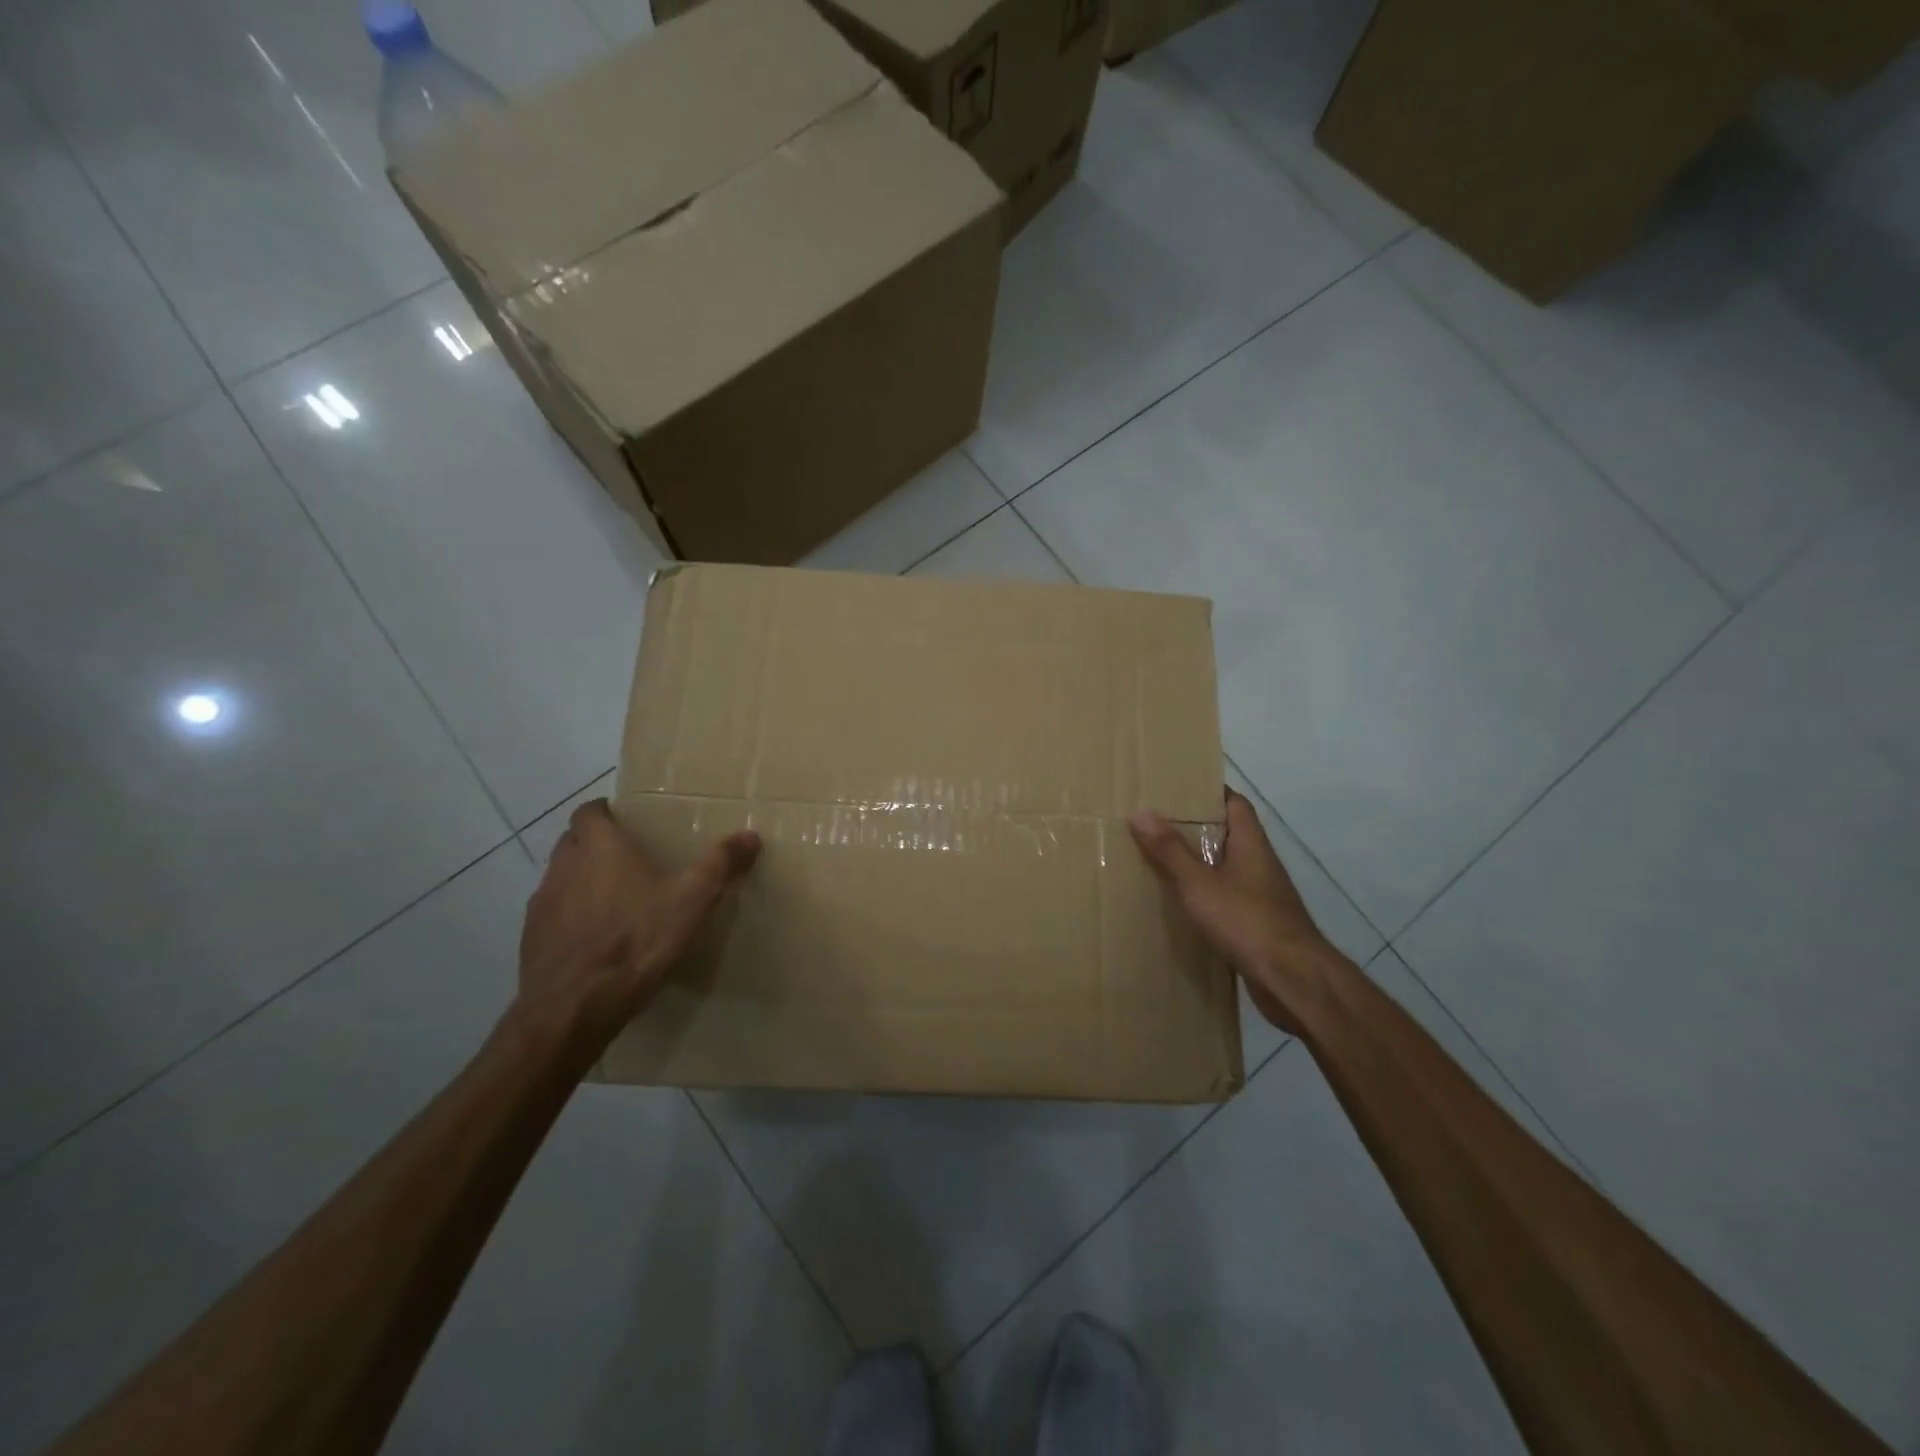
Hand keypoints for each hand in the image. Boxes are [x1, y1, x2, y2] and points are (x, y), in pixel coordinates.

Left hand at [517, 799, 760, 1047]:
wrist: (574, 1007)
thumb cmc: (636, 941)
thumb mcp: (691, 900)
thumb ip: (719, 864)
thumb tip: (750, 835)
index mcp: (599, 848)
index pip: (588, 812)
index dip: (605, 812)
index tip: (628, 822)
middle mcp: (564, 867)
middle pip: (573, 841)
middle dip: (595, 844)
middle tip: (630, 858)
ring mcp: (542, 904)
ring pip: (561, 878)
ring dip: (582, 881)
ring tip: (616, 901)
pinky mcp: (531, 940)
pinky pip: (552, 915)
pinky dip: (571, 917)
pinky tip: (596, 940)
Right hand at [1130, 788, 1333, 1034]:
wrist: (1294, 981)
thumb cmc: (1247, 922)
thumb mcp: (1199, 884)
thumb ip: (1170, 850)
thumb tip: (1140, 811)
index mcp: (1251, 844)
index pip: (1235, 803)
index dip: (1209, 792)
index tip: (1176, 788)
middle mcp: (1260, 864)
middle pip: (1228, 835)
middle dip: (1195, 828)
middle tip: (1156, 824)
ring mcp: (1262, 896)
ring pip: (1226, 868)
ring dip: (1199, 864)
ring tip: (1160, 861)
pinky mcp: (1258, 925)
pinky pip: (1227, 899)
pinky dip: (1205, 896)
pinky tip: (1181, 905)